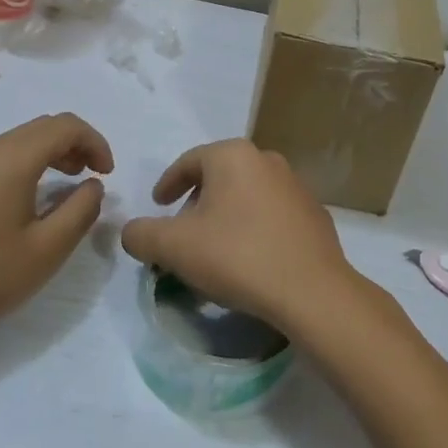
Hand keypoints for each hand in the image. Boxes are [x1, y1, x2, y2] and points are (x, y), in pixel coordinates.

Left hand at [0, 113, 113, 346]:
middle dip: (75, 144)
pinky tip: (25, 201)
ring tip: (65, 186)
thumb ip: (80, 211)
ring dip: (49, 153)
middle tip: (92, 177)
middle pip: (41, 127)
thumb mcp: (47, 251)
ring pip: (17, 141)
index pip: (65, 126)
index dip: (95, 142)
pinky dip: (24, 164)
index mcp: (12, 159)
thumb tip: (92, 185)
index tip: (108, 174)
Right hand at [120, 139, 362, 337]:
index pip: (188, 162)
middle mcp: (267, 160)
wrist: (311, 291)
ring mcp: (296, 186)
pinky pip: (272, 214)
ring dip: (226, 215)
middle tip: (183, 232)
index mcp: (233, 156)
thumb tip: (133, 232)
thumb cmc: (237, 257)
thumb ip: (141, 234)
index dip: (168, 184)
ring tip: (215, 249)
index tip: (158, 206)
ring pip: (247, 194)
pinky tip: (250, 259)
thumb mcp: (173, 247)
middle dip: (197, 201)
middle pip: (219, 176)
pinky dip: (254, 228)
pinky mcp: (314, 214)